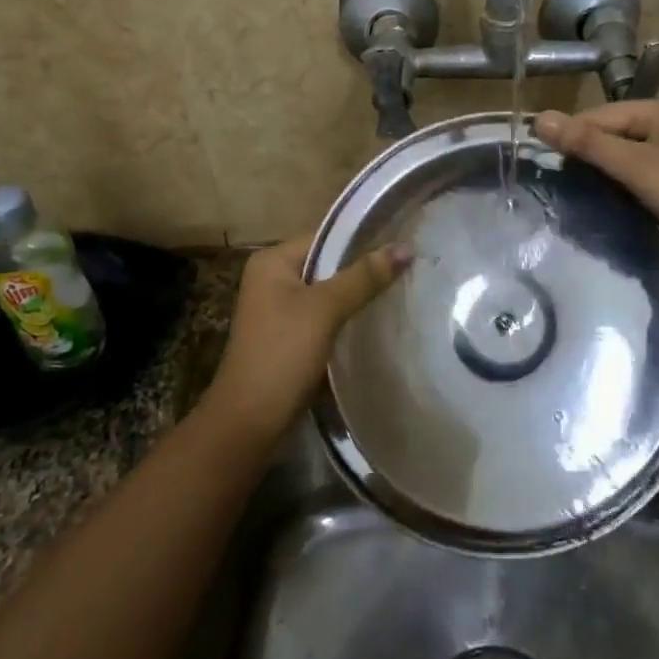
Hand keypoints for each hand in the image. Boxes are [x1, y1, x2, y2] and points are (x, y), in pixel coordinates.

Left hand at [205, 232, 411, 441]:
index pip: (325, 237)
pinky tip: (374, 320)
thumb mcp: (325, 309)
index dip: (362, 239)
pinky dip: (346, 316)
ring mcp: (279, 309)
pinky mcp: (289, 336)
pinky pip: (323, 315)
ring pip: (327, 292)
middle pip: (327, 263)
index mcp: (272, 261)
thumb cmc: (282, 354)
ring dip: (356, 294)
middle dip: (363, 268)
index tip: (402, 244)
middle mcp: (272, 278)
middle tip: (408, 268)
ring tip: (399, 290)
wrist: (250, 421)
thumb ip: (364, 277)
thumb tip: (406, 248)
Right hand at [534, 101, 658, 263]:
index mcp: (654, 111)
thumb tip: (539, 119)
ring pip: (616, 153)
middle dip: (581, 153)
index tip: (541, 165)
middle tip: (553, 182)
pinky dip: (613, 181)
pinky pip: (629, 170)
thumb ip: (587, 143)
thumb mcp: (634, 166)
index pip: (594, 116)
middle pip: (605, 132)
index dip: (569, 136)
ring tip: (571, 192)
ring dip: (595, 169)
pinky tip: (600, 198)